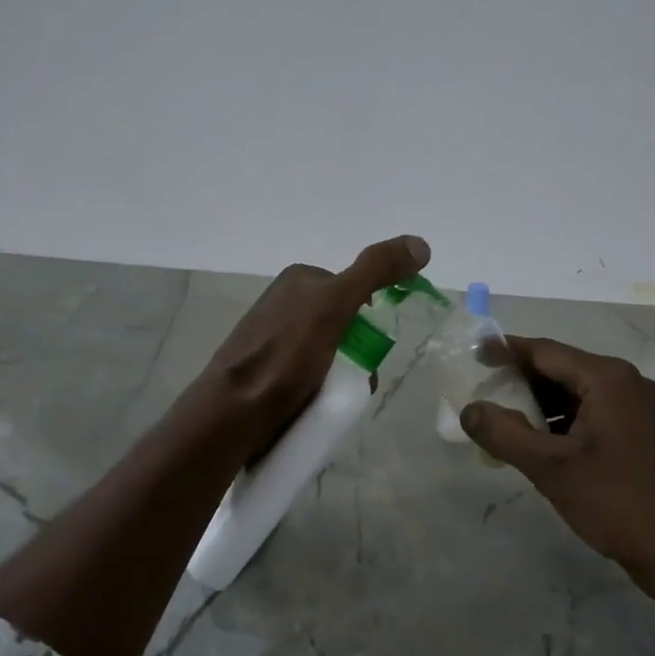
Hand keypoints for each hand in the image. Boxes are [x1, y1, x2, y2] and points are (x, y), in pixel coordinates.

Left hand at [190, 235, 430, 459]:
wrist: (234, 412)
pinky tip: (315, 406)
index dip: (369, 321)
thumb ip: (375, 271)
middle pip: (344, 327)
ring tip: (332, 399)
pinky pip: (309, 376)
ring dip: (340, 377)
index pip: (354, 293)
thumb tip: (420, 243)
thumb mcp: (335, 304)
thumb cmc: (285, 355)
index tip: (369, 350)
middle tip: (352, 381)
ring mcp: (273, 339)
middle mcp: (284, 303)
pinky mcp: (267, 372)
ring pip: (329, 355)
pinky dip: (320, 390)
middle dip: (356, 355)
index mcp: (298, 280)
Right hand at [460, 337, 654, 595]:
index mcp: (608, 379)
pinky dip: (564, 423)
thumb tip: (469, 409)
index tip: (474, 354)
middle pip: (563, 370)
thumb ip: (504, 434)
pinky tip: (542, 446)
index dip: (507, 351)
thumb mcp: (551, 468)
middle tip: (484, 395)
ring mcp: (640, 410)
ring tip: (505, 423)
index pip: (546, 351)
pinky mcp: (644, 436)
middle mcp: (627, 383)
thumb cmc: (617, 502)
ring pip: (578, 395)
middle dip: (522, 381)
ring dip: (542, 405)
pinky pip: (594, 415)